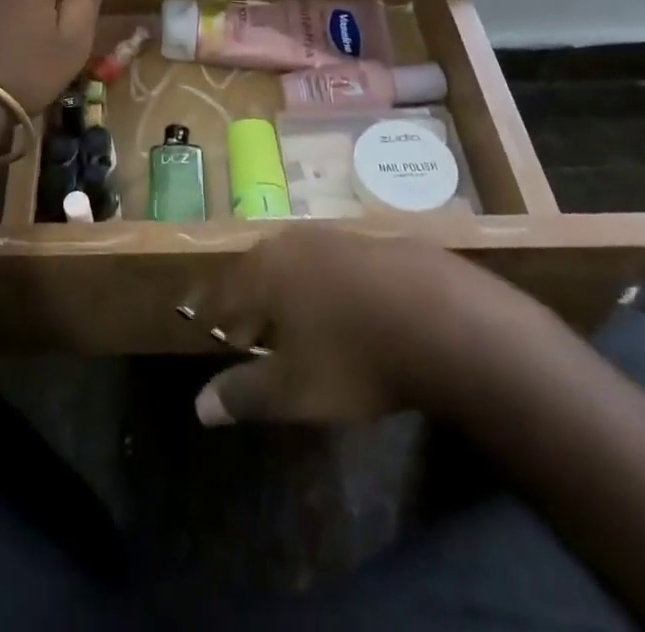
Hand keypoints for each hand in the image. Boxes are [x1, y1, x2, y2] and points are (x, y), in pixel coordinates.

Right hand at [187, 230, 561, 426]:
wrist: (446, 322)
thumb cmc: (355, 357)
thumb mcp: (296, 390)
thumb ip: (245, 394)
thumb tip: (199, 406)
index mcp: (267, 270)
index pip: (224, 289)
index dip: (210, 309)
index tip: (198, 320)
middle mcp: (296, 243)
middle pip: (260, 269)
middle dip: (249, 297)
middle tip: (245, 324)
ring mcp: (341, 238)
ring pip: (300, 262)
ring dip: (291, 289)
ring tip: (294, 318)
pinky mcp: (381, 243)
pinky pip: (339, 263)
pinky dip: (330, 284)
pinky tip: (347, 307)